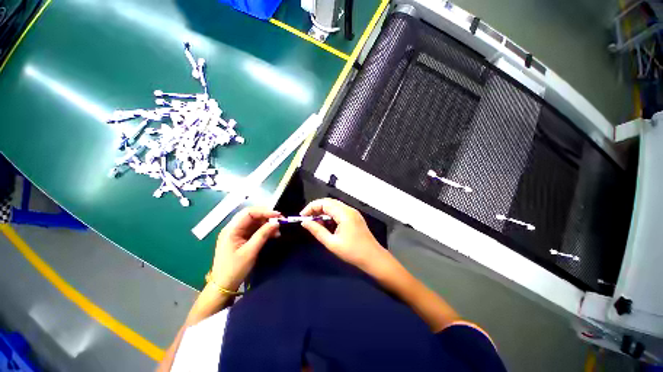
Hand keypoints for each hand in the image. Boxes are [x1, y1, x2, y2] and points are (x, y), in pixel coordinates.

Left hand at [210, 207, 280, 290]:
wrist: (223, 286)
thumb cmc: (234, 269)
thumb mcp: (250, 251)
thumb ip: (263, 235)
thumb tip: (276, 223)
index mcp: (231, 229)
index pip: (248, 212)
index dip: (264, 211)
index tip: (278, 215)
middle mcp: (233, 228)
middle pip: (251, 215)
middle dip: (267, 216)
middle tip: (280, 220)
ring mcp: (237, 233)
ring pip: (254, 222)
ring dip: (267, 224)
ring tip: (278, 230)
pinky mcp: (241, 238)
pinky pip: (254, 229)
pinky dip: (264, 230)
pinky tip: (272, 234)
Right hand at [300, 198, 386, 271]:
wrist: (373, 258)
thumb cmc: (352, 252)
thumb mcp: (332, 243)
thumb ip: (317, 231)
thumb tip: (304, 222)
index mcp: (344, 213)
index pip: (324, 203)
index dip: (311, 207)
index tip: (302, 216)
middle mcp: (349, 209)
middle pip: (329, 202)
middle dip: (316, 209)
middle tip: (307, 220)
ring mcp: (353, 213)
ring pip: (334, 207)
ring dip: (323, 213)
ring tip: (316, 224)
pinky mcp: (354, 217)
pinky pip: (339, 212)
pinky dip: (331, 216)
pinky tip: (327, 226)